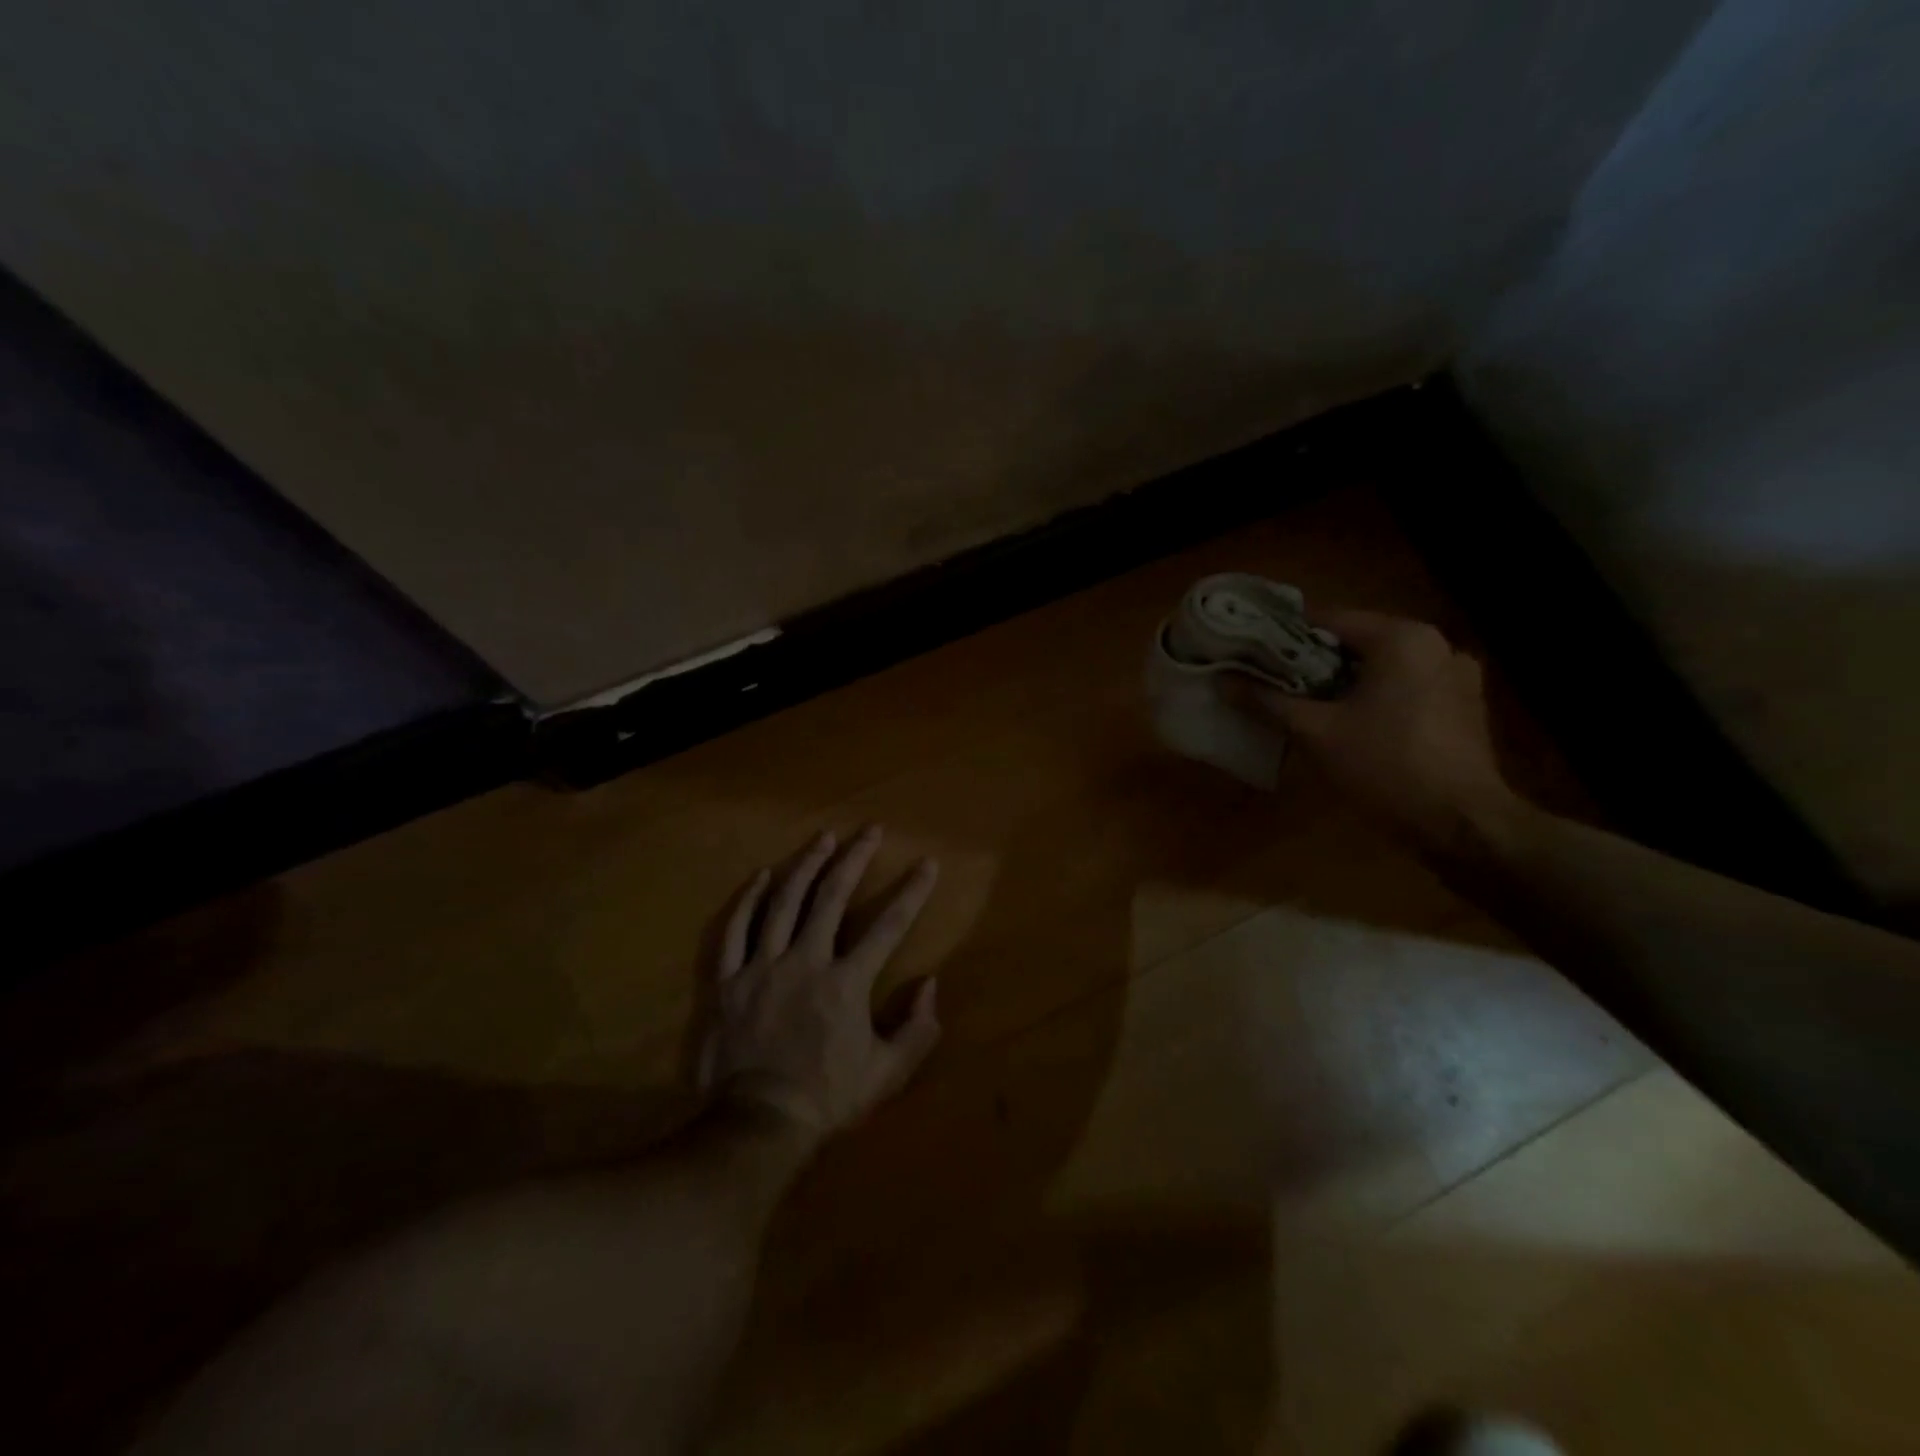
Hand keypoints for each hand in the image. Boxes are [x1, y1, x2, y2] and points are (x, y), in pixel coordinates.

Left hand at [695, 827, 942, 1145]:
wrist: (755, 1125)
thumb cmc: (826, 1098)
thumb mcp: (886, 1074)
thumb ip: (916, 1030)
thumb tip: (930, 985)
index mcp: (846, 982)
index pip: (888, 926)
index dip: (912, 892)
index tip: (927, 864)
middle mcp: (805, 961)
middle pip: (832, 897)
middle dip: (856, 859)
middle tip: (870, 830)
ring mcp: (761, 966)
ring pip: (784, 902)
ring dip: (806, 865)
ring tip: (823, 839)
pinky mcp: (727, 979)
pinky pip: (735, 929)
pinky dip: (749, 899)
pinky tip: (763, 876)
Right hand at [1245, 609, 1520, 851]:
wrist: (1461, 824)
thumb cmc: (1385, 766)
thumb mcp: (1315, 732)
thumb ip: (1267, 701)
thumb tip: (1222, 681)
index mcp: (1402, 638)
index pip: (1328, 619)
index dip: (1284, 636)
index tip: (1252, 651)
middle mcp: (1436, 644)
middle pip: (1357, 642)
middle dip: (1313, 662)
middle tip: (1272, 681)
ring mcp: (1457, 676)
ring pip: (1382, 667)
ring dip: (1345, 681)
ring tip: (1307, 704)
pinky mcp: (1465, 706)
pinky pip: (1406, 687)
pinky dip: (1376, 697)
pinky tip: (1352, 723)